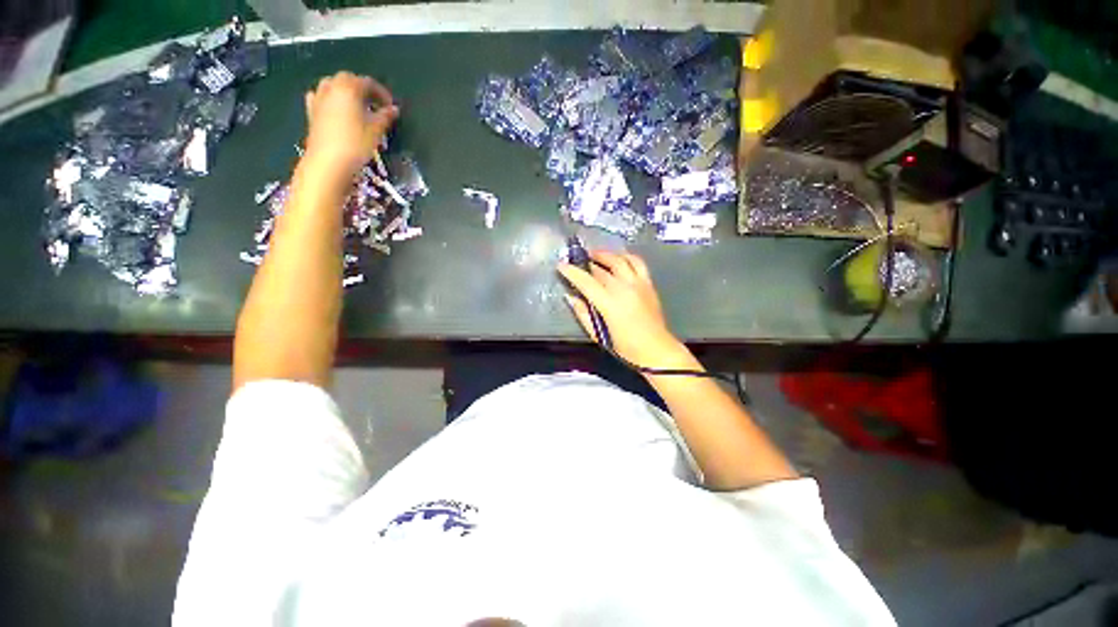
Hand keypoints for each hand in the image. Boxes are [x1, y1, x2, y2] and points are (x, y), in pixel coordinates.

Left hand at [303, 72, 398, 175]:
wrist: (328, 161)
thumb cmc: (356, 144)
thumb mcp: (376, 130)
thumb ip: (385, 117)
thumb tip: (394, 109)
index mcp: (349, 88)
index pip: (368, 83)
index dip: (382, 93)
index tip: (391, 107)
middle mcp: (331, 87)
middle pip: (348, 80)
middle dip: (363, 89)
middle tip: (375, 105)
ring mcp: (318, 98)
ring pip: (333, 85)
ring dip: (346, 91)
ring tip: (357, 106)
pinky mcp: (312, 111)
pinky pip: (320, 97)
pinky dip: (330, 98)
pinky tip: (335, 108)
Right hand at [558, 251, 686, 367]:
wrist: (656, 349)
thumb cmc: (625, 347)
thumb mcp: (599, 335)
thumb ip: (583, 314)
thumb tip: (571, 297)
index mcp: (609, 304)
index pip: (586, 282)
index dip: (572, 272)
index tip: (561, 265)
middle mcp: (623, 289)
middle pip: (601, 269)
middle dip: (586, 263)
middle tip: (576, 260)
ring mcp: (638, 283)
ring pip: (619, 260)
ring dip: (605, 254)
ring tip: (595, 254)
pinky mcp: (648, 283)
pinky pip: (637, 262)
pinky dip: (626, 256)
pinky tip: (619, 257)